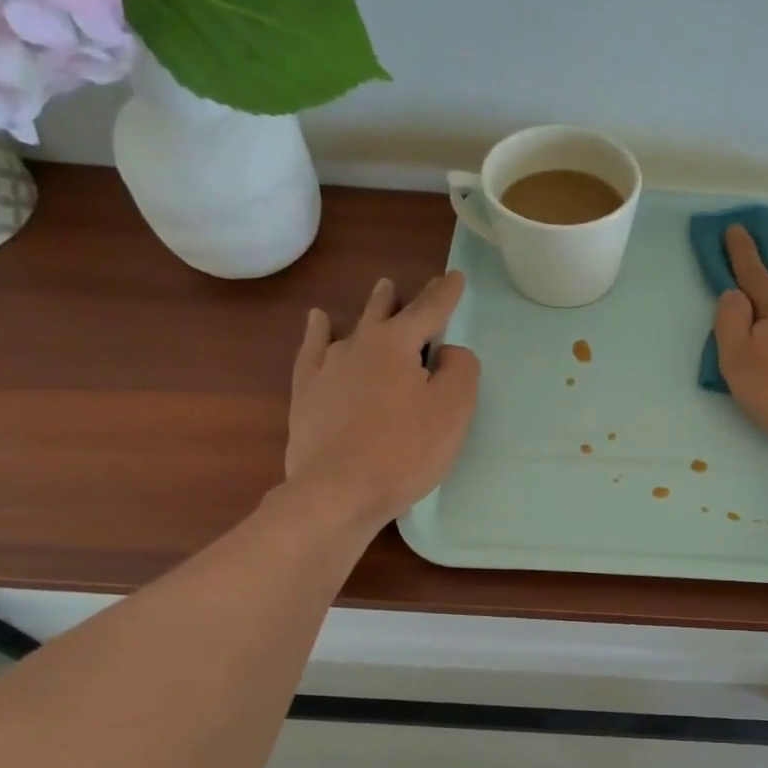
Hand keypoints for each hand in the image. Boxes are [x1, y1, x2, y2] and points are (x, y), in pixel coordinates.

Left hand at [283, 273, 480, 526]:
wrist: (338, 491)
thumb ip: (460, 370)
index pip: (429, 310)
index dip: (446, 293)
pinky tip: (319, 322)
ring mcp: (327, 368)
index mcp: (397, 345)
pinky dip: (319, 332)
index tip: (456, 276)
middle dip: (402, 298)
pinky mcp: (307, 394)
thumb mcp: (453, 409)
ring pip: (352, 327)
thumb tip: (446, 353)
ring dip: (370, 310)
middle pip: (385, 312)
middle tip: (409, 285)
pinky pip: (313, 350)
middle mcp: (359, 344)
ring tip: (380, 293)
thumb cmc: (405, 451)